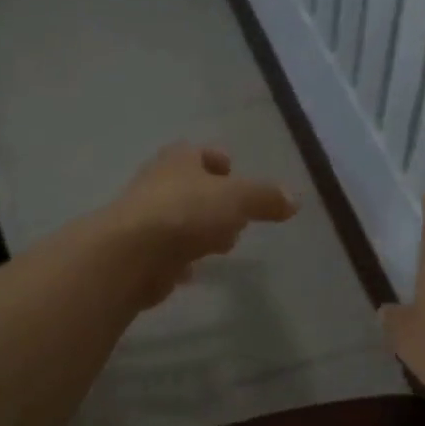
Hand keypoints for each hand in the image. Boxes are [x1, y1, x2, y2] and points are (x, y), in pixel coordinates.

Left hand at [105, 143, 298, 305]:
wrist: (131, 254)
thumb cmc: (186, 212)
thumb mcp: (238, 198)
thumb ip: (265, 198)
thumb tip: (294, 199)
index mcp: (179, 159)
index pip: (199, 153)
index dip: (217, 161)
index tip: (233, 172)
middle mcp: (157, 182)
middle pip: (189, 187)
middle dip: (213, 200)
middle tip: (236, 217)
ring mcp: (143, 218)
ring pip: (178, 220)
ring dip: (198, 231)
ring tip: (221, 247)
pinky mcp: (137, 253)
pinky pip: (165, 252)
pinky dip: (179, 259)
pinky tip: (192, 272)